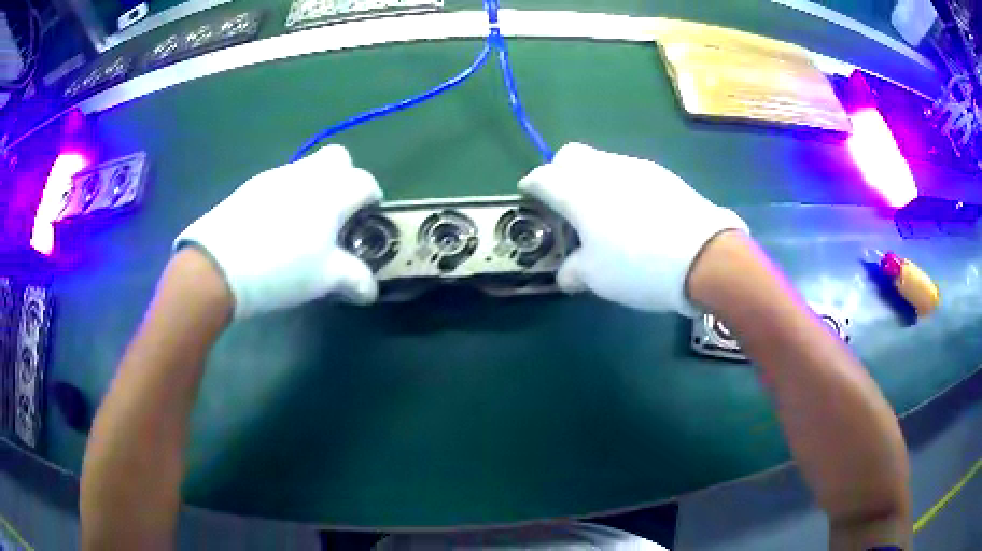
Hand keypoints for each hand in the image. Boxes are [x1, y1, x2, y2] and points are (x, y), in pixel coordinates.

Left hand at [175, 145, 382, 317]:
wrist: (219, 265)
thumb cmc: (282, 268)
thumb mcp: (325, 279)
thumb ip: (354, 279)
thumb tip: (371, 289)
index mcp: (333, 192)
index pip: (365, 181)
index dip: (371, 198)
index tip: (366, 219)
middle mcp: (307, 174)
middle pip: (337, 158)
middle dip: (344, 178)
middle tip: (337, 213)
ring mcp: (276, 176)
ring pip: (306, 168)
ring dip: (314, 187)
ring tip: (302, 226)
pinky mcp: (251, 186)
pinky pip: (280, 182)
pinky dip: (287, 196)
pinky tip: (274, 227)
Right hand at [519, 142, 747, 315]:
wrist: (704, 256)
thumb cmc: (638, 267)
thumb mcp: (596, 278)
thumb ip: (574, 271)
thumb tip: (568, 273)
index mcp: (578, 192)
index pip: (543, 177)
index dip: (531, 185)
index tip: (529, 195)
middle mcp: (604, 170)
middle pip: (570, 155)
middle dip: (560, 172)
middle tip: (565, 201)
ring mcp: (636, 167)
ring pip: (602, 161)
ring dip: (593, 178)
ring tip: (604, 210)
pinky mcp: (662, 174)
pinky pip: (629, 171)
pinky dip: (621, 184)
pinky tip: (634, 211)